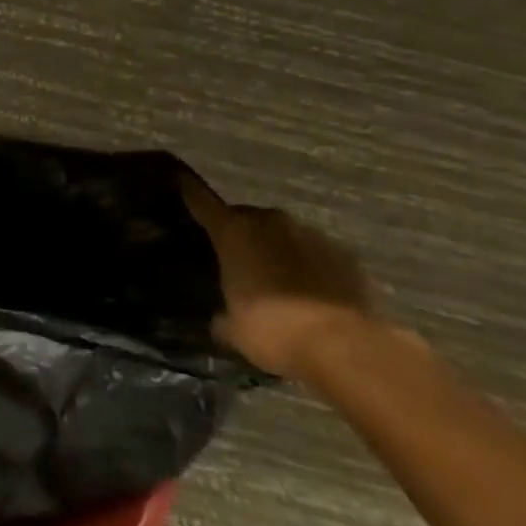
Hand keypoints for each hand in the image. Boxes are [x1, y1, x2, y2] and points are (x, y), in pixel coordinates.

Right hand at [180, 174, 376, 378]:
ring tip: (278, 280)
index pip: (201, 201)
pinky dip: (311, 267)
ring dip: (278, 250)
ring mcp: (312, 235)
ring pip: (285, 234)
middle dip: (242, 233)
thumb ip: (222, 315)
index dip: (188, 190)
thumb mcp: (233, 329)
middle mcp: (270, 222)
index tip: (179, 178)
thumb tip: (220, 318)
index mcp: (233, 232)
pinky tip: (312, 293)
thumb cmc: (272, 329)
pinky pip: (318, 254)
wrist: (344, 346)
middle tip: (238, 259)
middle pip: (247, 217)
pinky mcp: (346, 256)